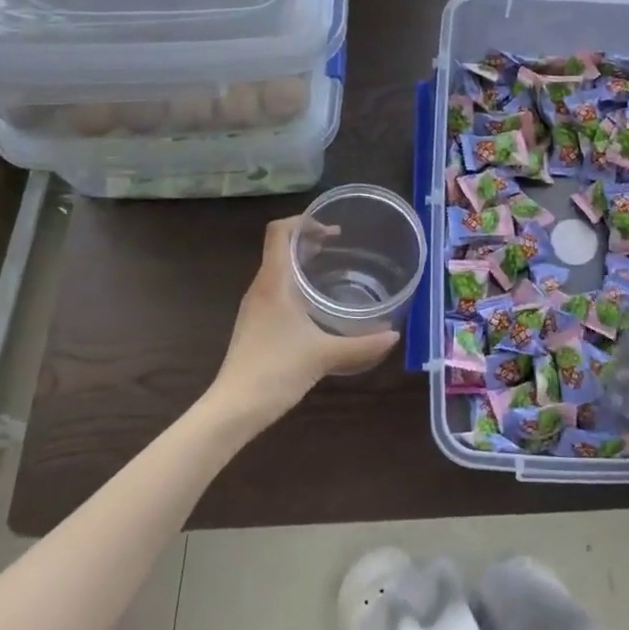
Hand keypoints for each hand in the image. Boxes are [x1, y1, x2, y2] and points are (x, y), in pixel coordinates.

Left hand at [209, 217, 399, 426]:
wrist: (234, 408)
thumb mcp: (325, 355)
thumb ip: (362, 345)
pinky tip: (314, 304)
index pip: (279, 231)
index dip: (303, 221)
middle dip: (307, 240)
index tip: (331, 230)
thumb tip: (394, 335)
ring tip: (330, 269)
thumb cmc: (276, 370)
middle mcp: (260, 288)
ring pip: (276, 269)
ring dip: (300, 262)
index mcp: (273, 282)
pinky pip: (275, 289)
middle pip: (278, 247)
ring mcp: (254, 307)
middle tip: (338, 246)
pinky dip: (295, 284)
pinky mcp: (254, 324)